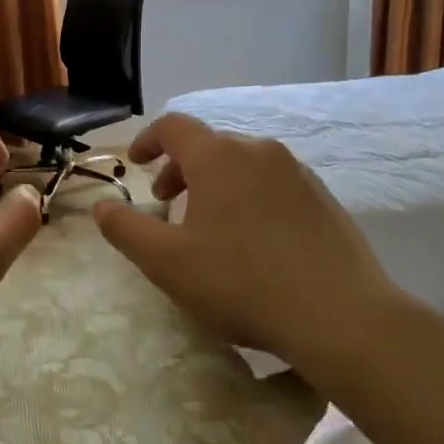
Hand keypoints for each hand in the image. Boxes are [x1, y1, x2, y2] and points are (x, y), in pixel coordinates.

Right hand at [92, 113, 423, 389]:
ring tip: (207, 225)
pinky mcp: (324, 200)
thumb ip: (125, 229)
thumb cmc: (241, 283)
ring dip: (214, 184)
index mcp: (219, 157)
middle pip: (209, 144)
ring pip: (242, 164)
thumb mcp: (166, 262)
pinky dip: (247, 197)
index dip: (147, 140)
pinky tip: (251, 241)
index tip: (135, 164)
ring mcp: (298, 174)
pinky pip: (272, 184)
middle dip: (179, 168)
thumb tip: (102, 207)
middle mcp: (260, 152)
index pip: (173, 126)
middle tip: (165, 202)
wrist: (342, 317)